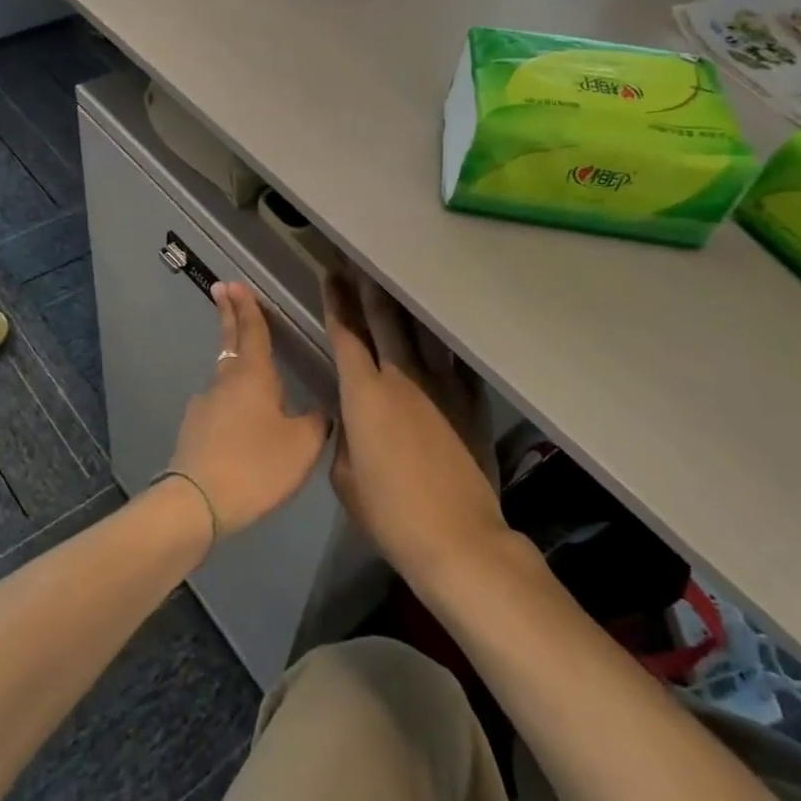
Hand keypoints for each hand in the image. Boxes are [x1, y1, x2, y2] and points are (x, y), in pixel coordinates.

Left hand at [169, 283, 328, 541]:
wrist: (197, 503)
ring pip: (225, 381)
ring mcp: (204, 407)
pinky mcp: (193, 432)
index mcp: (252, 376)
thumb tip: (318, 412)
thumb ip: (315, 423)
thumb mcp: (302, 445)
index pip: (251, 331)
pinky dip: (231, 407)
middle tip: (220, 290)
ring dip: (235, 371)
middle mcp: (224, 383)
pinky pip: (218, 411)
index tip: (235, 284)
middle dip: (228, 316)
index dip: (247, 308)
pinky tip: (243, 430)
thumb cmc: (255, 465)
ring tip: (255, 384)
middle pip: (229, 344)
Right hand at [324, 272, 508, 583]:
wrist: (456, 538)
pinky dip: (445, 337)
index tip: (330, 275)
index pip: (345, 335)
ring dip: (406, 303)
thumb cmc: (390, 512)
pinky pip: (456, 357)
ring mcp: (441, 385)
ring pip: (421, 330)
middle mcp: (401, 377)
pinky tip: (441, 324)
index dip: (335, 302)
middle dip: (367, 287)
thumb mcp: (346, 476)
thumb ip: (346, 436)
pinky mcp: (470, 400)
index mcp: (363, 394)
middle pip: (383, 319)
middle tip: (359, 262)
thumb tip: (354, 418)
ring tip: (398, 280)